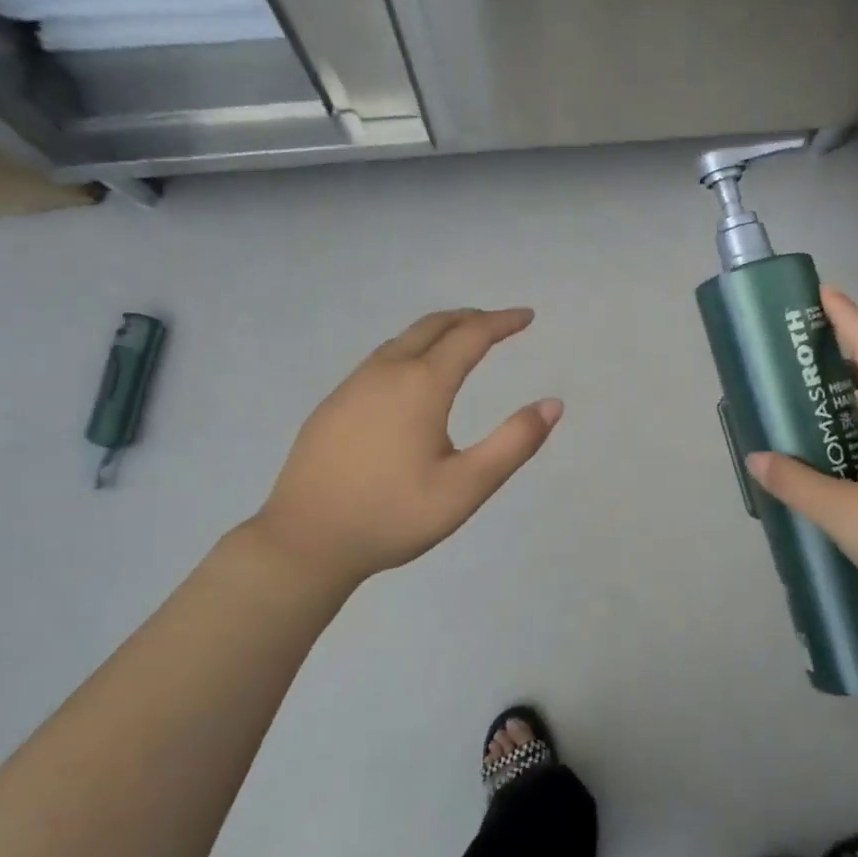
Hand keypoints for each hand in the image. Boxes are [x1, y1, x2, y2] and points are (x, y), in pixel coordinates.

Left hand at [245, 308, 561, 589]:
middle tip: (499, 323)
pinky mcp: (332, 403)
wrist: (304, 540)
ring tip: (461, 342)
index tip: (527, 316)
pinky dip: (411, 350)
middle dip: (470, 318)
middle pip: (433, 326)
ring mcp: (352, 385)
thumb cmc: (392, 515)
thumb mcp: (465, 487)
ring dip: (438, 332)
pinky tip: (411, 377)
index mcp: (421, 384)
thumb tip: (553, 404)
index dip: (502, 322)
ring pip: (402, 339)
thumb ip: (513, 444)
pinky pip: (380, 359)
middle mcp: (386, 371)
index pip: (470, 335)